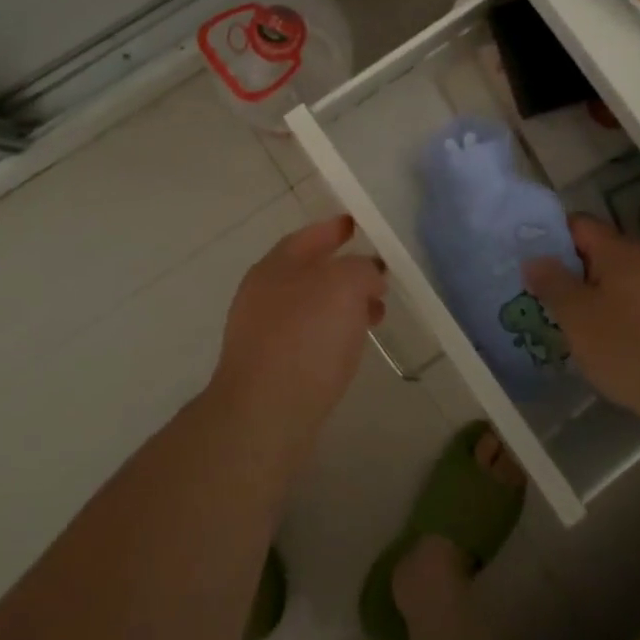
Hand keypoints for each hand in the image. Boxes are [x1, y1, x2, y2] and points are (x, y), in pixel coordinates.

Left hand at [209, 215, 385, 465]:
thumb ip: (362, 270)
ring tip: (376, 317)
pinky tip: (351, 348)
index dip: (333, 229)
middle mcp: (263, 294)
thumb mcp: (345, 286)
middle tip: (378, 279)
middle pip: (309, 272)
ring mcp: (262, 333)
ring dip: (343, 306)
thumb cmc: (306, 337)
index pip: (308, 237)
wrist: (264, 414)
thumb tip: (368, 275)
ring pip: (311, 307)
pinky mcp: (269, 369)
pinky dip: (332, 334)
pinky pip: (308, 338)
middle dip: (345, 272)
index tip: (356, 225)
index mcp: (275, 266)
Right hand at [523, 215, 639, 425]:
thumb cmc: (626, 346)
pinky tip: (594, 337)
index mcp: (617, 251)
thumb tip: (534, 259)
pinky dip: (607, 312)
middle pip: (595, 251)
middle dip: (565, 267)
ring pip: (611, 279)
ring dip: (585, 292)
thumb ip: (552, 282)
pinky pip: (627, 302)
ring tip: (559, 315)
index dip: (550, 234)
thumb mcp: (576, 315)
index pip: (578, 224)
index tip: (526, 255)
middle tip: (536, 288)